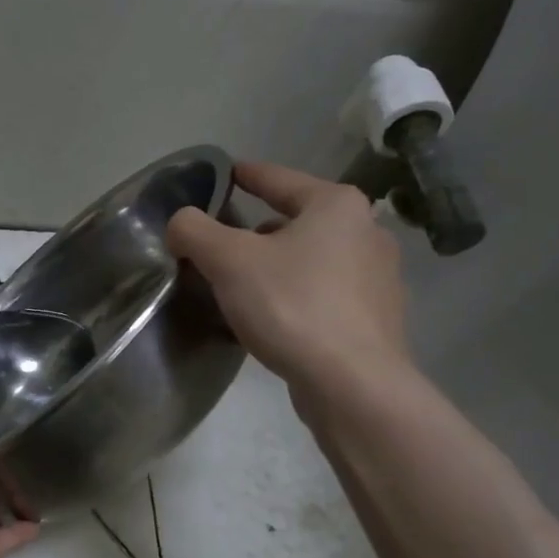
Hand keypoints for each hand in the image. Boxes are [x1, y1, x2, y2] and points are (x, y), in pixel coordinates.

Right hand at [167, 160, 409, 390]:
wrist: (352, 383)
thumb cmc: (291, 306)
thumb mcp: (228, 261)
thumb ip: (195, 231)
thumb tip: (181, 223)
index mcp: (335, 205)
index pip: (278, 178)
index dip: (245, 175)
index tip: (224, 174)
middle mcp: (366, 232)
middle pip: (297, 221)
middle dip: (258, 231)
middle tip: (222, 246)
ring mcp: (378, 277)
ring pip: (312, 259)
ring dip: (278, 266)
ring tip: (244, 286)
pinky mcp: (376, 318)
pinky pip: (325, 294)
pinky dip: (297, 296)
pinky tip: (275, 318)